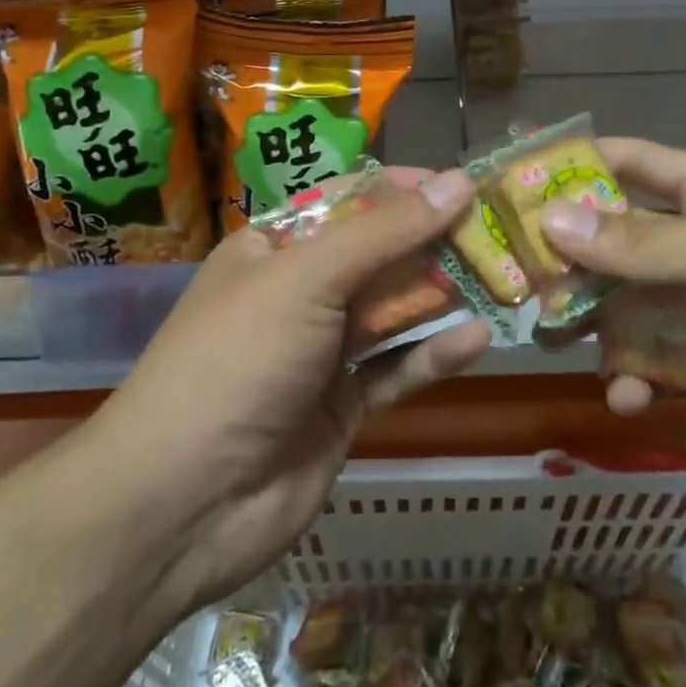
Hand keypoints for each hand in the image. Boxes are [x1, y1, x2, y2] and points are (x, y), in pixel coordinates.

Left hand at [96, 168, 492, 612]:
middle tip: (498, 230)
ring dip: (442, 296)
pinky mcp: (342, 407)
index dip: (402, 189)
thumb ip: (385, 232)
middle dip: (433, 241)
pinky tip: (479, 338)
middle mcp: (298, 294)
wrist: (182, 505)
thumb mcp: (307, 279)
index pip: (347, 202)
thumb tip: (457, 181)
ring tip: (504, 277)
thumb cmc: (237, 360)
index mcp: (273, 250)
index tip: (460, 182)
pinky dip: (434, 355)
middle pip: (377, 256)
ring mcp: (321, 353)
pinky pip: (396, 370)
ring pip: (392, 312)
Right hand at [539, 138, 685, 503]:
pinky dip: (640, 377)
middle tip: (509, 282)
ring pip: (634, 303)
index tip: (504, 183)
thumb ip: (648, 245)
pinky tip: (626, 399)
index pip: (628, 163)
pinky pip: (666, 362)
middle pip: (618, 238)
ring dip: (595, 322)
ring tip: (550, 341)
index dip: (568, 166)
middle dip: (567, 257)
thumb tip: (552, 222)